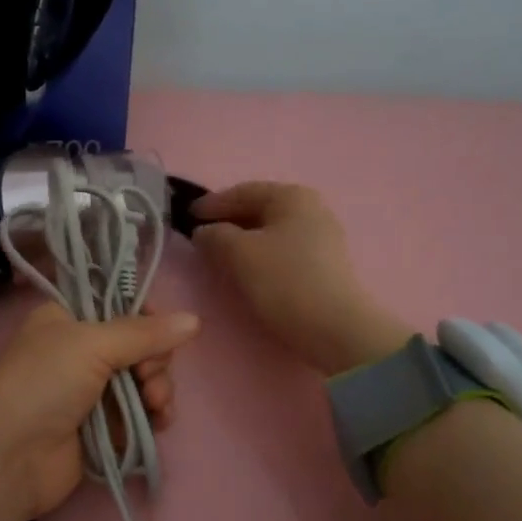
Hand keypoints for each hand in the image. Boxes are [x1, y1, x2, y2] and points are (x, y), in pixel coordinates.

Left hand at [0, 304, 198, 520]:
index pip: (119, 307)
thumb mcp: (90, 344)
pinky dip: (153, 416)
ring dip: (158, 390)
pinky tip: (159, 422)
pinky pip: (139, 414)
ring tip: (155, 405)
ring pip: (143, 381)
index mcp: (66, 319)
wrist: (8, 458)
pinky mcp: (100, 428)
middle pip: (138, 346)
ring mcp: (89, 392)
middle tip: (149, 378)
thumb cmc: (42, 385)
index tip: (160, 335)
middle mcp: (78, 351)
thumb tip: (194, 319)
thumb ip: (144, 333)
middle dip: (154, 362)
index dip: (147, 319)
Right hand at [192, 182, 411, 375]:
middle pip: (259, 210)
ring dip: (243, 241)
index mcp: (292, 196)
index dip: (212, 204)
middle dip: (228, 222)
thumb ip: (214, 235)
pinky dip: (260, 255)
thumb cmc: (284, 281)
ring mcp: (322, 237)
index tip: (186, 216)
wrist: (335, 329)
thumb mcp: (239, 253)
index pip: (243, 191)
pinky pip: (282, 251)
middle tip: (200, 237)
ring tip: (218, 256)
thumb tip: (205, 232)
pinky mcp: (325, 265)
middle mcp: (311, 209)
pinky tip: (246, 271)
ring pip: (270, 232)